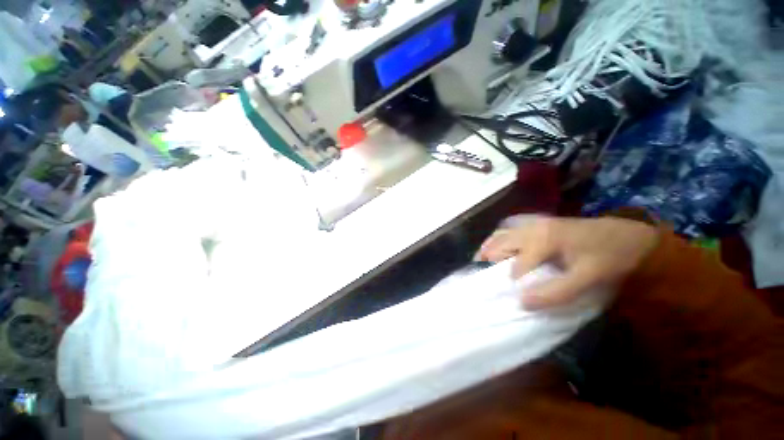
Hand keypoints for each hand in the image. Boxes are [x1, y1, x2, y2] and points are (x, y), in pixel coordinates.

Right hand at [476, 217, 658, 309]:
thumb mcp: (588, 278)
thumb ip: (555, 292)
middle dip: (486, 261)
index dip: (507, 282)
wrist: (628, 235)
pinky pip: (507, 232)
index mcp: (543, 239)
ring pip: (500, 235)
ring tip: (480, 265)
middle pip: (499, 244)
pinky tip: (496, 251)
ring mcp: (532, 225)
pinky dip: (497, 242)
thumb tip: (522, 303)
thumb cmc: (610, 256)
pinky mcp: (536, 226)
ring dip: (488, 250)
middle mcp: (531, 229)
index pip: (514, 265)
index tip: (499, 297)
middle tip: (480, 279)